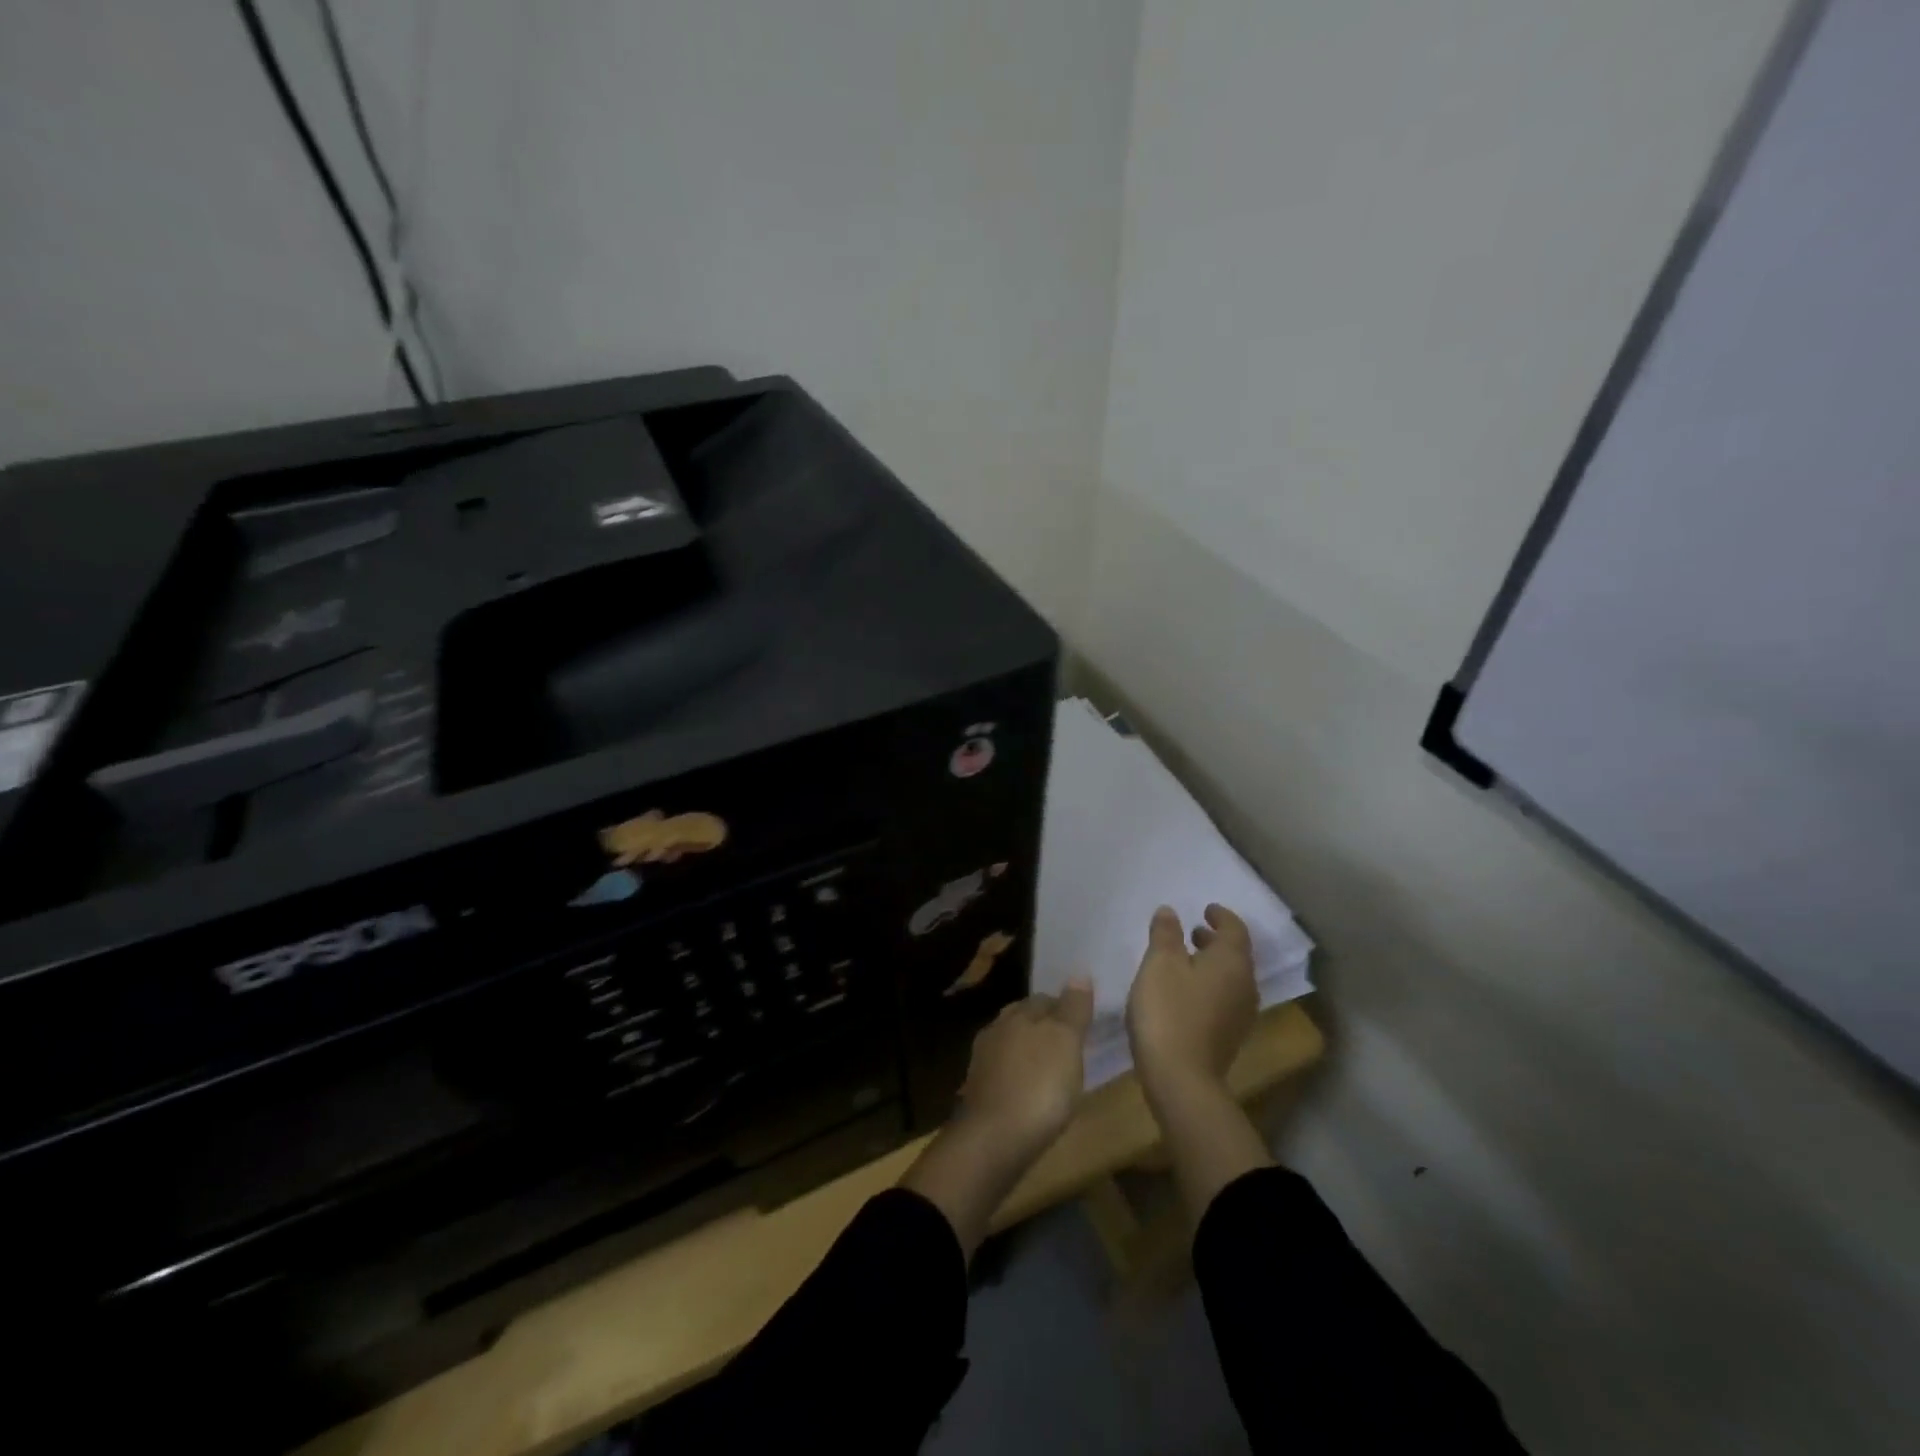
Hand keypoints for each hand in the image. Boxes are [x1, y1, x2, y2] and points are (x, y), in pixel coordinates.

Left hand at [902, 981, 1093, 1255]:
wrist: (994, 1140)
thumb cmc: (1039, 1086)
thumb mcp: (1066, 1043)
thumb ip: (1073, 1009)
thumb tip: (1079, 973)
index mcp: (1018, 1013)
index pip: (1044, 998)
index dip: (1065, 1007)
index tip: (1083, 1021)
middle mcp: (996, 1029)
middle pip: (1025, 1020)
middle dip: (1045, 1028)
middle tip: (1071, 1045)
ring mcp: (983, 1061)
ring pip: (1012, 1046)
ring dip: (1030, 1054)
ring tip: (1054, 1070)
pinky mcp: (979, 1092)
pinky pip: (1005, 1074)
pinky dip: (1019, 1077)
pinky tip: (1031, 1093)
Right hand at [1126, 904, 1257, 1102]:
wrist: (1181, 1079)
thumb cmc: (1169, 1011)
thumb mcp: (1159, 964)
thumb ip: (1165, 934)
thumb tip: (1170, 911)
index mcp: (1232, 962)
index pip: (1235, 929)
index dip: (1221, 916)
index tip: (1206, 909)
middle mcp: (1244, 985)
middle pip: (1235, 954)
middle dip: (1215, 940)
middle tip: (1192, 931)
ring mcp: (1240, 1014)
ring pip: (1230, 978)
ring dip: (1211, 964)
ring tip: (1184, 959)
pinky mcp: (1229, 1037)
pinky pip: (1223, 998)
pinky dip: (1208, 985)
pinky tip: (1184, 991)